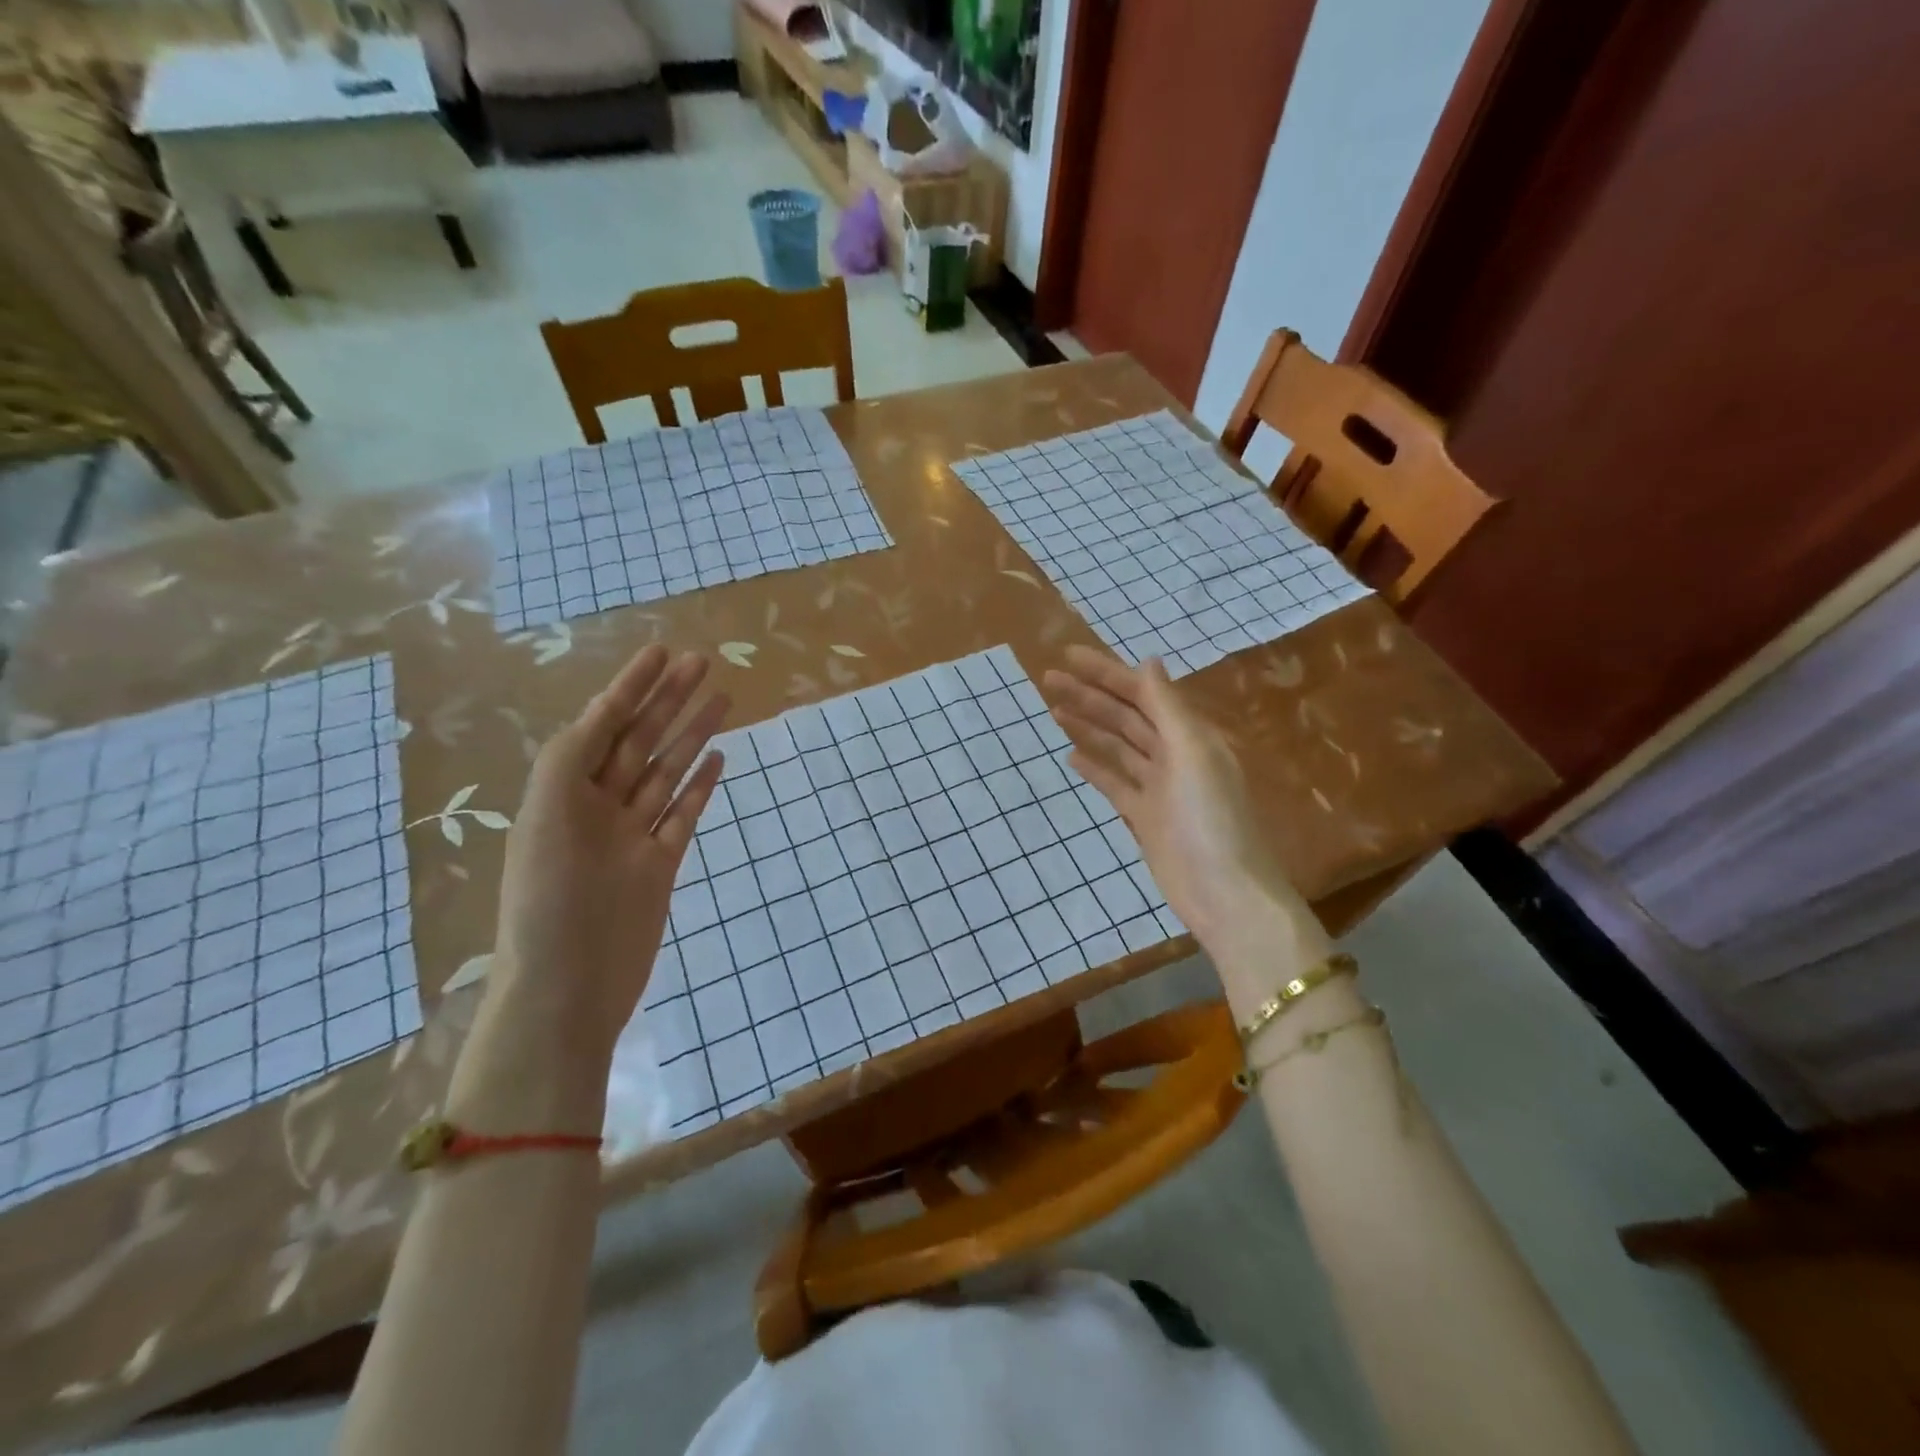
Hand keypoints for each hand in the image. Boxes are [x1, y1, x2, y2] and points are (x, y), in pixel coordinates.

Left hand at [489, 646, 727, 1071]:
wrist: (568, 988)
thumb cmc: (549, 901)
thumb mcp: (546, 815)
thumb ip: (571, 760)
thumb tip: (600, 717)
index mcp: (563, 790)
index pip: (604, 723)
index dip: (631, 686)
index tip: (661, 652)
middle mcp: (599, 806)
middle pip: (641, 740)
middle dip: (669, 700)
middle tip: (704, 662)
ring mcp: (633, 835)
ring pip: (668, 771)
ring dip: (692, 734)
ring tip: (722, 698)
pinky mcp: (661, 864)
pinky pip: (683, 814)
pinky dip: (700, 786)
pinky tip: (718, 758)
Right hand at [1042, 646, 1324, 986]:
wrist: (1224, 893)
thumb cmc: (1211, 820)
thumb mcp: (1193, 756)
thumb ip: (1169, 709)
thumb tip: (1148, 662)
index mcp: (1190, 736)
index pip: (1143, 693)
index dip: (1106, 673)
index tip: (1069, 656)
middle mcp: (1174, 755)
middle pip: (1126, 716)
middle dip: (1090, 696)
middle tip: (1048, 679)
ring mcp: (1159, 788)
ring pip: (1118, 746)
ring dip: (1089, 726)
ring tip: (1053, 708)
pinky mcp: (1145, 817)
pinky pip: (1115, 784)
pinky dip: (1095, 768)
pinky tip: (1072, 756)